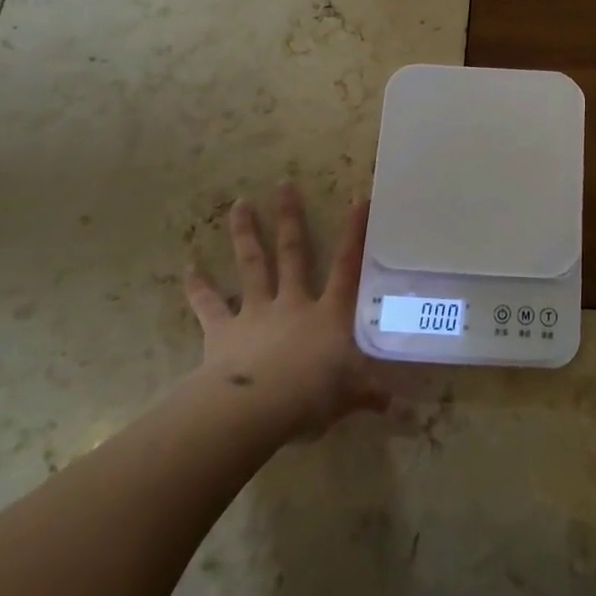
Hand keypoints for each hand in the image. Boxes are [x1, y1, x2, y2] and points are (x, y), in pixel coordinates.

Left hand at [185, 183, 396, 440]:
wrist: (255, 409)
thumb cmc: (310, 397)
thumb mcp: (349, 397)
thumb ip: (373, 396)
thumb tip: (408, 412)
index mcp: (327, 314)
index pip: (347, 266)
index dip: (354, 233)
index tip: (358, 198)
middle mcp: (292, 303)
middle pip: (292, 253)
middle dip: (289, 218)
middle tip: (284, 184)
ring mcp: (256, 313)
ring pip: (252, 265)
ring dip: (245, 233)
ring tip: (240, 202)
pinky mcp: (222, 331)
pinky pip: (209, 304)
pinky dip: (198, 286)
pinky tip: (187, 266)